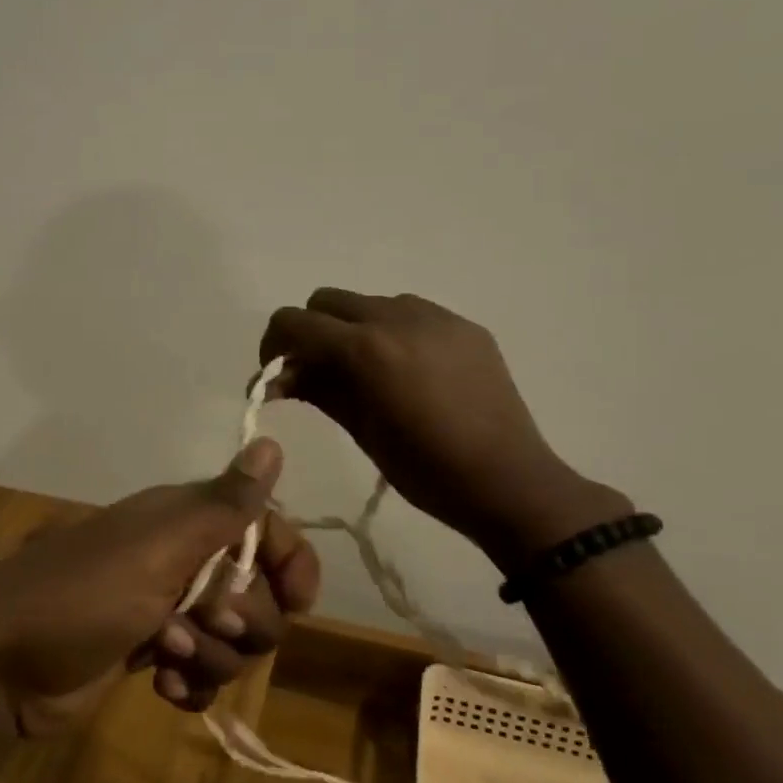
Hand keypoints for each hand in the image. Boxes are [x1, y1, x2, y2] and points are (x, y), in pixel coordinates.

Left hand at [0, 438, 320, 736]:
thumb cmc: (80, 596)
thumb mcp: (156, 549)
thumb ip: (221, 506)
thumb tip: (270, 441)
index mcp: (186, 521)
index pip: (265, 529)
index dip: (290, 563)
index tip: (297, 603)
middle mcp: (183, 558)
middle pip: (258, 593)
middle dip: (243, 621)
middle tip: (200, 622)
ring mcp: (167, 609)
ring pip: (234, 639)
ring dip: (213, 657)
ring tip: (165, 656)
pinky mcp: (151, 654)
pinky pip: (204, 673)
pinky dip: (193, 685)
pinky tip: (163, 688)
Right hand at [261, 289, 628, 570]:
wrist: (509, 481)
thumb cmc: (425, 468)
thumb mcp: (360, 429)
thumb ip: (315, 389)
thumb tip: (276, 377)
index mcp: (365, 347)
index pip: (295, 322)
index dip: (273, 344)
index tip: (275, 373)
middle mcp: (397, 316)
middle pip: (327, 301)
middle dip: (311, 331)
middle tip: (314, 371)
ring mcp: (435, 316)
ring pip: (370, 303)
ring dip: (352, 329)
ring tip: (366, 373)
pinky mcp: (463, 325)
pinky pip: (411, 313)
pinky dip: (392, 332)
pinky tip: (408, 372)